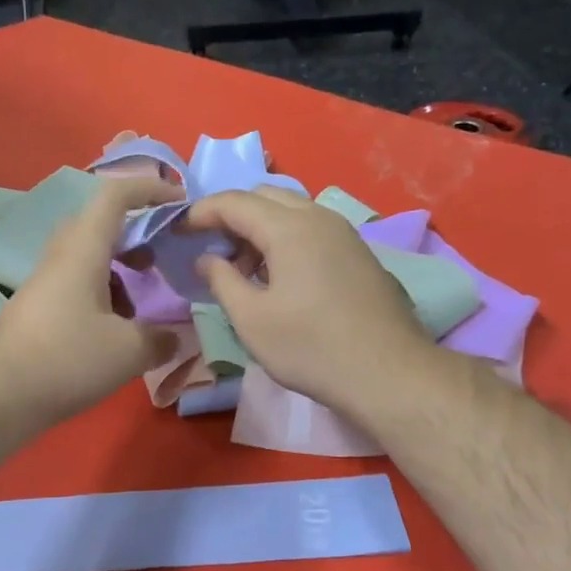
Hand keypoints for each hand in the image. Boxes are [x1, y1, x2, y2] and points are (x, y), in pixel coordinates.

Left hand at [0, 177, 180, 429]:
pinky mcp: (39, 307)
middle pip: (102, 223)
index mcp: (84, 248)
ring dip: (121, 267)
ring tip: (143, 300)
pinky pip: (79, 282)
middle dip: (138, 232)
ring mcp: (47, 281)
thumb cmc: (65, 359)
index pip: (116, 195)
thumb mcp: (128, 351)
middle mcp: (62, 255)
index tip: (181, 201)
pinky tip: (116, 329)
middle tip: (163, 257)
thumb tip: (176, 337)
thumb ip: (161, 339)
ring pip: (90, 255)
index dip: (150, 188)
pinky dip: (105, 292)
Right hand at [184, 188, 434, 414]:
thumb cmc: (311, 348)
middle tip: (213, 249)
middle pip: (266, 196)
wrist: (389, 373)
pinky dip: (287, 239)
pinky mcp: (360, 254)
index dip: (201, 212)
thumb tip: (206, 259)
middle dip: (233, 215)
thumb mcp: (251, 320)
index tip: (180, 231)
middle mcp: (320, 218)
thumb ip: (222, 281)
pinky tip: (282, 278)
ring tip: (245, 270)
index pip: (235, 201)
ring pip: (293, 211)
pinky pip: (314, 229)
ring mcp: (345, 234)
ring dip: (261, 228)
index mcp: (289, 228)